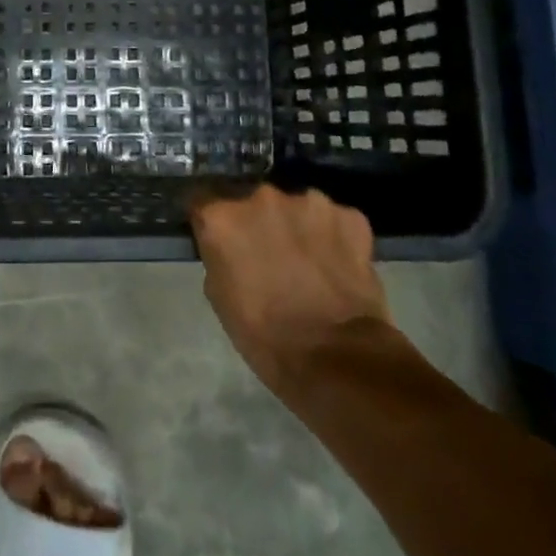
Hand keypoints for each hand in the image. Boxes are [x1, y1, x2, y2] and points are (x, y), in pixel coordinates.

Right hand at [191, 185, 390, 397]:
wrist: (337, 358)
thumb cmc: (265, 335)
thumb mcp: (220, 295)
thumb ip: (220, 255)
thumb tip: (231, 246)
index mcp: (222, 217)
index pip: (204, 202)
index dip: (214, 222)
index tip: (222, 238)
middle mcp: (261, 197)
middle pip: (254, 201)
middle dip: (260, 223)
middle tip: (271, 255)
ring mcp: (310, 202)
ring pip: (298, 208)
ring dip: (299, 227)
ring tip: (310, 263)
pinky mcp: (350, 216)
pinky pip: (336, 221)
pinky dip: (335, 238)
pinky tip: (339, 267)